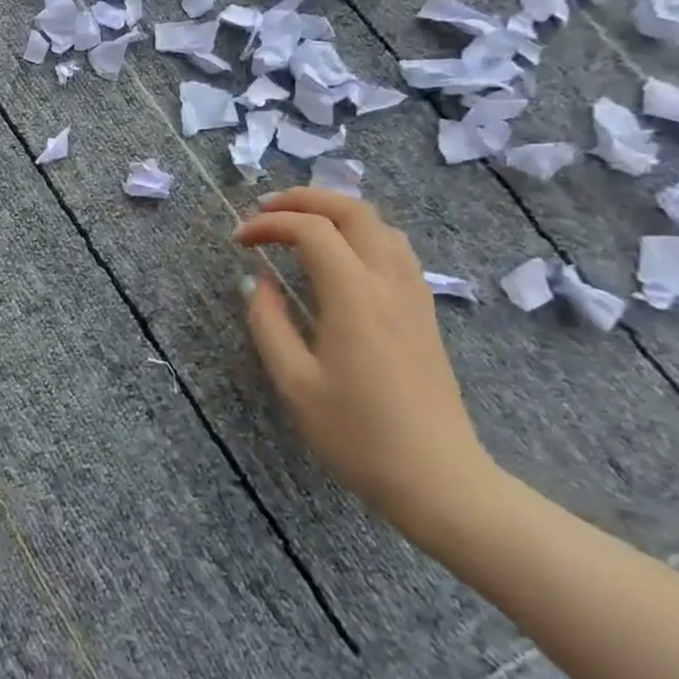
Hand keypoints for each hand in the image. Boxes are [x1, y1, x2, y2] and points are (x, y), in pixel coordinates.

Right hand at [233, 188, 498, 538]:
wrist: (439, 479)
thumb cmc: (357, 434)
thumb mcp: (294, 383)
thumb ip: (269, 323)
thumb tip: (257, 282)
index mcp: (356, 297)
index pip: (312, 230)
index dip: (269, 224)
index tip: (239, 241)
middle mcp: (390, 284)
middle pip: (354, 211)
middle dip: (306, 199)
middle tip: (266, 210)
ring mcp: (414, 297)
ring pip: (381, 226)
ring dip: (336, 212)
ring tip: (299, 226)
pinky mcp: (424, 313)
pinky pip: (395, 250)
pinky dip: (360, 234)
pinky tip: (338, 258)